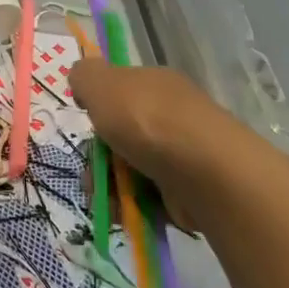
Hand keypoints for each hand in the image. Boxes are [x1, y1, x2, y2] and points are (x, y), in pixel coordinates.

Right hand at [68, 59, 273, 219]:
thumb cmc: (147, 121)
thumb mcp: (101, 83)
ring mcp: (183, 153)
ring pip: (131, 168)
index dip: (98, 108)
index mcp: (155, 83)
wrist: (205, 174)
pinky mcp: (190, 189)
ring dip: (110, 185)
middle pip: (121, 134)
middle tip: (92, 174)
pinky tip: (123, 211)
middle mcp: (172, 114)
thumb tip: (82, 82)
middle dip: (98, 157)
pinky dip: (133, 204)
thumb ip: (84, 76)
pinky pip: (150, 195)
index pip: (120, 91)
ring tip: (105, 198)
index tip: (88, 124)